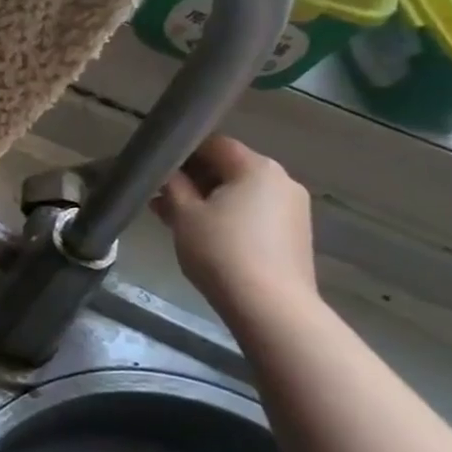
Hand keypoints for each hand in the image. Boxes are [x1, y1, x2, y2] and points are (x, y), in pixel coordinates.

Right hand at [151, 136, 316, 313]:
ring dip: (209, 200)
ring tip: (176, 220)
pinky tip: (204, 236)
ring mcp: (293, 209)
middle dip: (193, 179)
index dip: (182, 153)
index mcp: (256, 167)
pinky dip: (229, 216)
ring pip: (241, 192)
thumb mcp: (184, 214)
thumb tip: (167, 172)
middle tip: (161, 198)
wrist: (270, 307)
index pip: (213, 144)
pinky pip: (254, 213)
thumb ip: (172, 185)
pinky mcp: (294, 235)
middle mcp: (281, 180)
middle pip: (229, 167)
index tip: (157, 171)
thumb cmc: (221, 251)